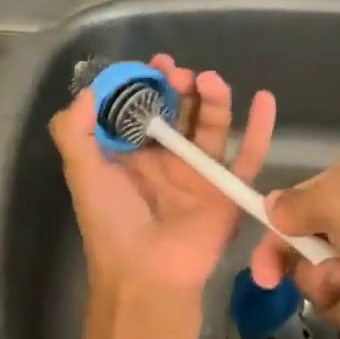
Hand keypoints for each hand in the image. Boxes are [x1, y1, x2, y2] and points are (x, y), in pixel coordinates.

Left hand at [51, 55, 275, 298]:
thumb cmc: (112, 222)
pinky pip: (248, 155)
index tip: (155, 65)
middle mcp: (167, 160)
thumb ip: (75, 132)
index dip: (149, 85)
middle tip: (182, 75)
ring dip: (214, 100)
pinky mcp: (227, 189)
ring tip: (210, 81)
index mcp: (133, 156)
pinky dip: (260, 128)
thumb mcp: (83, 174)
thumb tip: (89, 91)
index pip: (145, 109)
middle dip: (183, 87)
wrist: (146, 273)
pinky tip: (264, 99)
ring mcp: (200, 174)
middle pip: (182, 112)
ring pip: (213, 127)